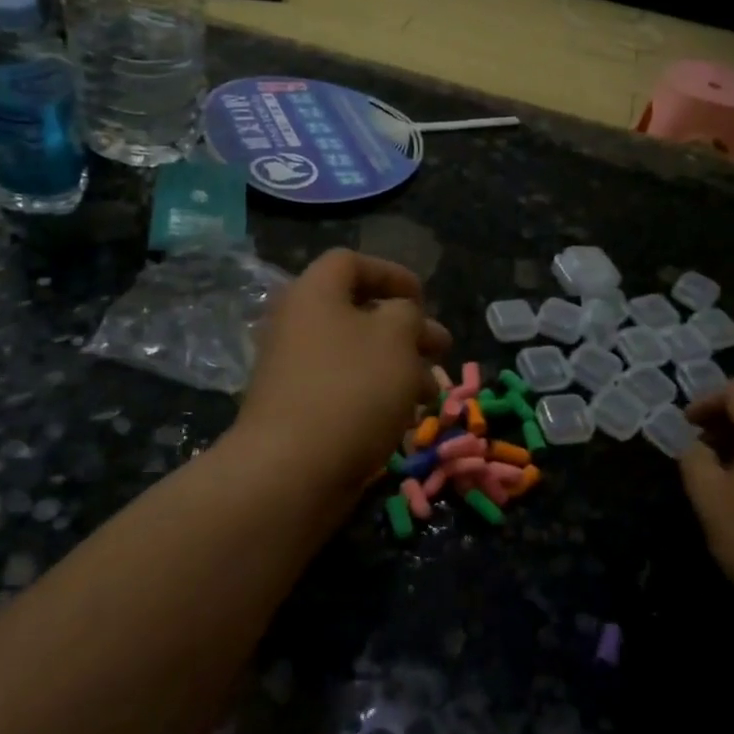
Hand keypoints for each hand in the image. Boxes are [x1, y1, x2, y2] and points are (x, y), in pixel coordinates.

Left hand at [232, 249, 449, 500]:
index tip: (423, 300)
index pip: (351, 262)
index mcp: (314, 294)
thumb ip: (407, 313)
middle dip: (407, 330)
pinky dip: (377, 396)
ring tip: (433, 394)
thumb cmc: (351, 388)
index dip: (392, 274)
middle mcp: (298, 325)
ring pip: (357, 356)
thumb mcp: (396, 336)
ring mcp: (295, 371)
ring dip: (400, 367)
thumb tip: (399, 314)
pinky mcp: (299, 411)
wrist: (291, 470)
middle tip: (442, 348)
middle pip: (359, 313)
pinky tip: (406, 420)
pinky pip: (345, 390)